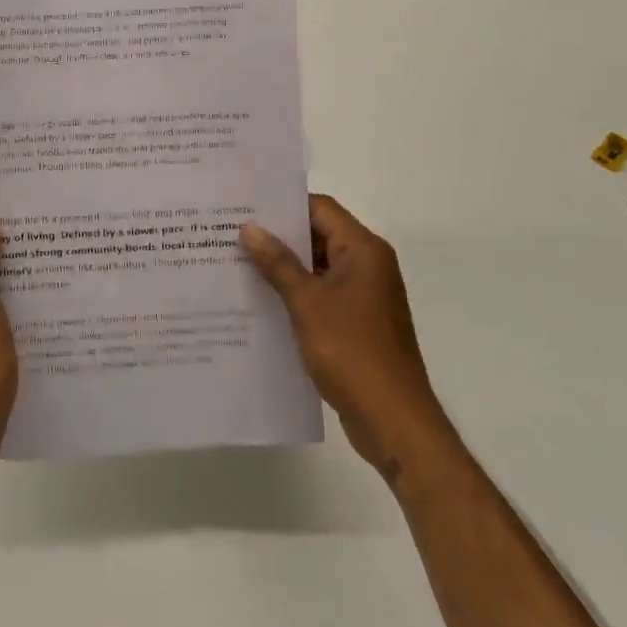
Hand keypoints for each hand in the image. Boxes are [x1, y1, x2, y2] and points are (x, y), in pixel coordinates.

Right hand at [241, 195, 441, 480]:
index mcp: (363, 250)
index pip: (321, 208)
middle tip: (232, 232)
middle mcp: (368, 265)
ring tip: (238, 262)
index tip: (246, 205)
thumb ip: (278, 263)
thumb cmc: (351, 351)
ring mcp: (364, 296)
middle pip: (319, 235)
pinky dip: (296, 292)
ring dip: (284, 266)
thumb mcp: (307, 303)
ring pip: (318, 267)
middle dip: (279, 236)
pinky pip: (322, 294)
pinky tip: (260, 299)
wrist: (393, 421)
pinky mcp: (357, 322)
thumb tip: (250, 228)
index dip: (284, 205)